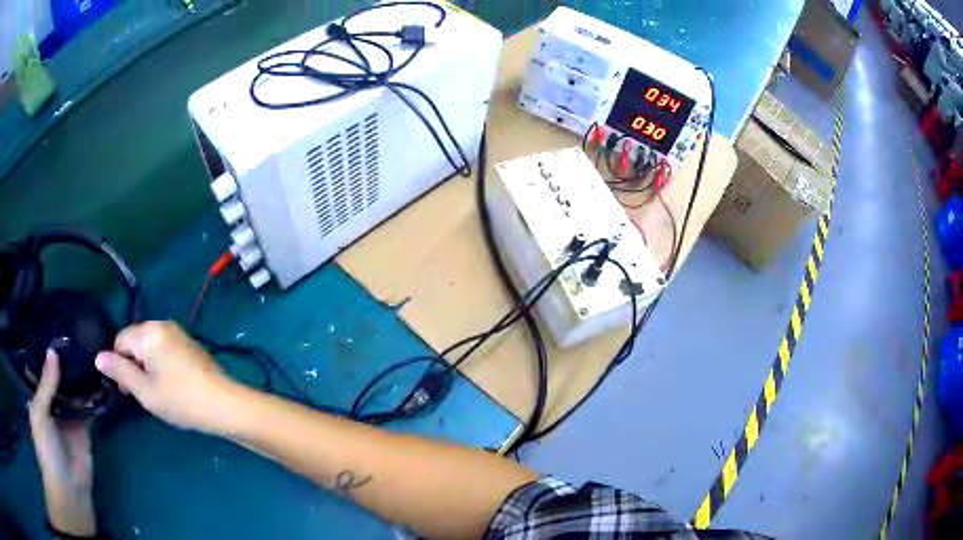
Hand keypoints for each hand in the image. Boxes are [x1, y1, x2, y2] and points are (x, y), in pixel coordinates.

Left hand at [29, 350, 96, 536]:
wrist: (69, 490)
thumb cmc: (47, 449)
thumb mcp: (40, 414)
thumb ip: (46, 385)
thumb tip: (53, 351)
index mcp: (40, 398)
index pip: (44, 370)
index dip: (50, 351)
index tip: (61, 328)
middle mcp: (54, 404)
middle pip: (60, 379)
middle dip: (67, 361)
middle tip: (81, 334)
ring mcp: (70, 418)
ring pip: (75, 392)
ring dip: (81, 377)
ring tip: (92, 350)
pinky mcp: (85, 430)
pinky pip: (89, 409)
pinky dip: (93, 397)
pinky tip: (101, 379)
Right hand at [95, 321, 238, 433]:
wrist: (224, 405)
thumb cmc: (180, 399)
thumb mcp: (145, 390)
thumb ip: (120, 372)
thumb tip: (98, 357)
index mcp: (149, 331)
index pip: (120, 340)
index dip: (118, 365)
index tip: (127, 390)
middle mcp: (163, 324)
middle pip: (135, 341)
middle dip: (133, 366)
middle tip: (143, 393)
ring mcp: (179, 333)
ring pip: (149, 348)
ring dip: (146, 367)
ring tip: (158, 393)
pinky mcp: (190, 345)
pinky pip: (165, 350)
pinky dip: (160, 366)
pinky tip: (171, 386)